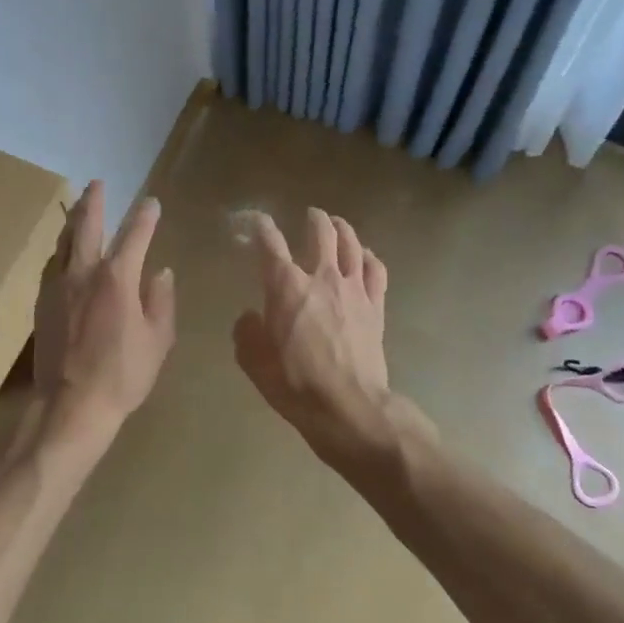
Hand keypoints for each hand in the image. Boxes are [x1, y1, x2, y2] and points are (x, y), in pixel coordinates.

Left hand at [32, 181, 175, 454]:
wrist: (70, 405)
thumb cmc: (122, 375)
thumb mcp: (158, 340)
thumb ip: (161, 301)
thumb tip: (160, 272)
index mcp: (117, 278)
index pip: (134, 235)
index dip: (145, 216)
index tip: (152, 202)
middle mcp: (84, 273)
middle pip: (87, 226)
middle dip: (94, 202)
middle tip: (97, 184)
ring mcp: (58, 287)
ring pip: (63, 242)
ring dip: (73, 221)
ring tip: (78, 209)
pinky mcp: (42, 304)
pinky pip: (52, 265)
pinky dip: (61, 251)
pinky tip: (63, 253)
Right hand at [233, 208, 415, 467]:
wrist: (349, 407)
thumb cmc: (295, 384)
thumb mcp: (255, 362)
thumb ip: (247, 333)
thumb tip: (250, 317)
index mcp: (285, 286)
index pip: (270, 243)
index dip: (261, 226)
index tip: (255, 220)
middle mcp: (321, 277)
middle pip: (321, 232)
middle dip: (313, 218)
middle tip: (309, 215)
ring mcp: (354, 289)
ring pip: (351, 244)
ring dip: (342, 229)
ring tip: (337, 224)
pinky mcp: (375, 306)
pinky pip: (376, 269)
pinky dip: (369, 257)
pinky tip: (365, 256)